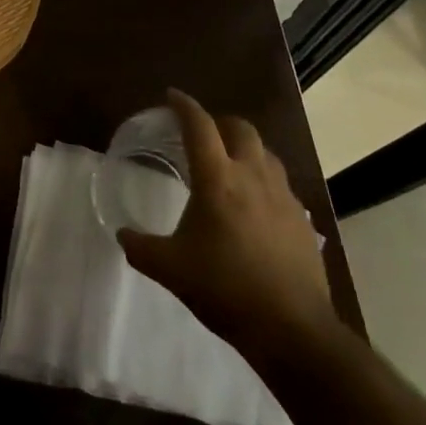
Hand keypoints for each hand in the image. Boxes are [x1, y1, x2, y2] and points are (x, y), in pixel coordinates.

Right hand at [117, 90, 339, 361]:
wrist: (292, 328)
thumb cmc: (225, 289)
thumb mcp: (170, 269)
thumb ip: (140, 248)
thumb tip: (122, 235)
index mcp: (218, 179)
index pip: (199, 126)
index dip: (184, 106)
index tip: (172, 96)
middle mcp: (253, 176)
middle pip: (240, 128)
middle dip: (219, 122)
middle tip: (202, 132)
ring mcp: (283, 196)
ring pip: (265, 153)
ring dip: (245, 148)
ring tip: (230, 164)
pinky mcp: (302, 220)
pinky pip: (280, 184)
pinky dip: (264, 179)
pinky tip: (255, 205)